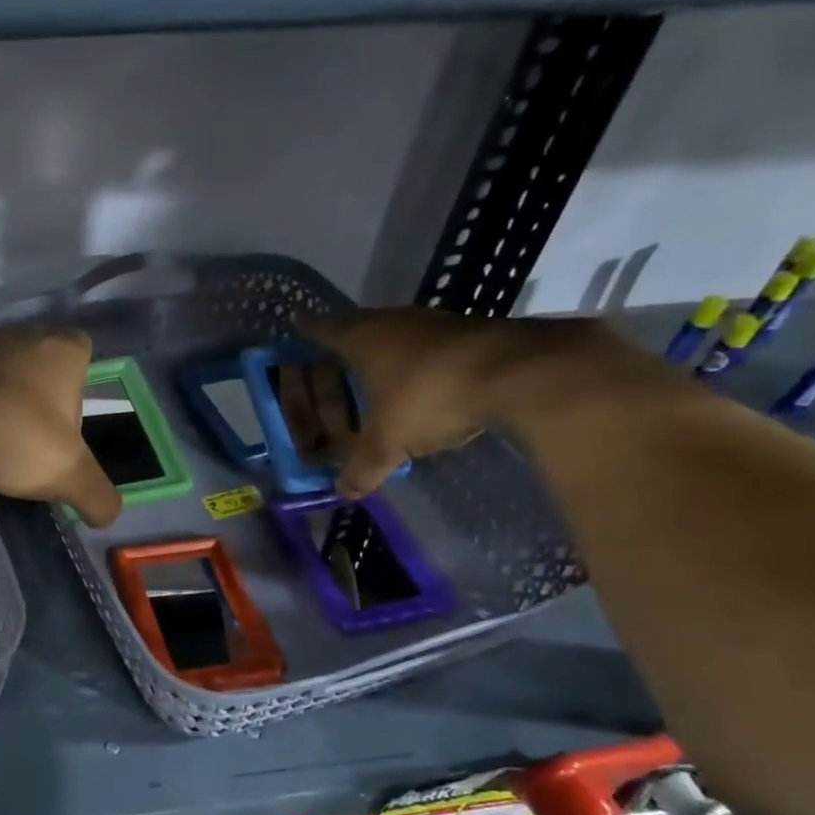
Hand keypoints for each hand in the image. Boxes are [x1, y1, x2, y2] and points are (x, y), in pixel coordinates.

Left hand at [0, 321, 123, 527]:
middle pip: (38, 356)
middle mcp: (22, 332)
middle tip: (29, 431)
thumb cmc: (18, 440)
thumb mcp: (70, 477)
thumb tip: (109, 516)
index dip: (76, 387)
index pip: (81, 354)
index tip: (64, 423)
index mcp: (63, 350)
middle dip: (36, 387)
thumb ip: (98, 496)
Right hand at [281, 308, 620, 495]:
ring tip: (370, 387)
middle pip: (354, 332)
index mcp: (360, 338)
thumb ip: (361, 467)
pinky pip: (425, 348)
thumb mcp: (388, 442)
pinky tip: (417, 391)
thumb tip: (343, 493)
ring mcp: (432, 323)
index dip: (304, 335)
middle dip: (339, 353)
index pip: (319, 329)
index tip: (294, 336)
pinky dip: (413, 367)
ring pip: (393, 339)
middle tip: (327, 373)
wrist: (521, 371)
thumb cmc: (430, 396)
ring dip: (380, 361)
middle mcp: (392, 321)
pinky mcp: (467, 333)